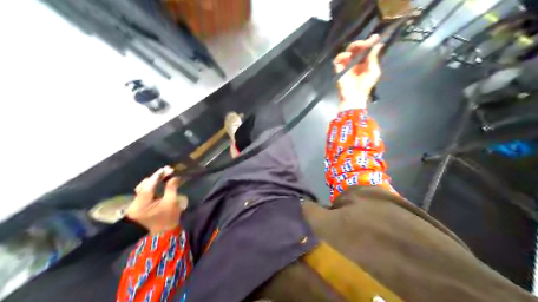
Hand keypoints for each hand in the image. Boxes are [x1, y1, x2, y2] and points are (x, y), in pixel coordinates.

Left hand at [125, 166, 187, 234]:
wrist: (164, 233)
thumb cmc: (169, 218)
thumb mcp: (172, 202)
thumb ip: (171, 188)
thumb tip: (174, 176)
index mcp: (141, 205)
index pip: (148, 186)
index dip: (157, 176)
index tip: (166, 169)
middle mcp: (133, 205)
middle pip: (143, 186)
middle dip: (156, 178)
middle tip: (167, 172)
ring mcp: (134, 206)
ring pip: (142, 188)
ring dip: (153, 182)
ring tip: (164, 176)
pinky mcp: (137, 206)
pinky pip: (143, 193)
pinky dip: (151, 187)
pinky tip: (159, 183)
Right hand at [335, 35, 384, 108]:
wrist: (355, 96)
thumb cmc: (365, 86)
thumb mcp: (374, 71)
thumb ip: (374, 58)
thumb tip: (379, 44)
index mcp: (364, 63)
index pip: (366, 50)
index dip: (370, 43)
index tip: (375, 37)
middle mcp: (355, 62)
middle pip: (357, 49)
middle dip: (362, 43)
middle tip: (367, 42)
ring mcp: (346, 65)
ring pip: (348, 51)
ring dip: (354, 46)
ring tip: (360, 46)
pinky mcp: (338, 68)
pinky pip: (338, 59)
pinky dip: (342, 55)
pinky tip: (348, 56)